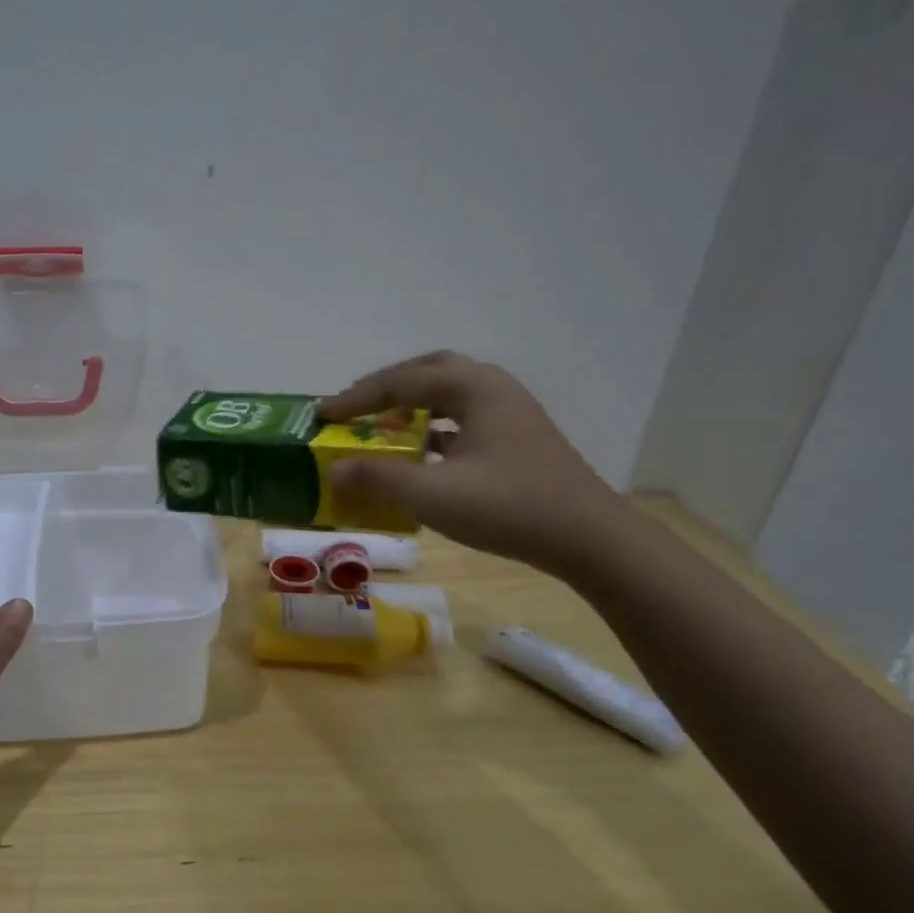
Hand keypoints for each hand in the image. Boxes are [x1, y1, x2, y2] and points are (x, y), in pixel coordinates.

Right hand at [320, 351, 627, 573]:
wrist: (591, 540)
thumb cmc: (510, 508)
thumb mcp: (433, 496)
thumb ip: (378, 479)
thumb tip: (333, 470)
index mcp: (474, 388)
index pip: (401, 382)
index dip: (356, 398)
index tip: (321, 415)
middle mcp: (493, 389)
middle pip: (428, 372)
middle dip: (386, 388)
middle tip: (354, 409)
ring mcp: (509, 413)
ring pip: (448, 395)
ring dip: (410, 406)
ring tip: (380, 427)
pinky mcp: (516, 439)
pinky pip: (462, 419)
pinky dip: (432, 428)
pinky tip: (419, 454)